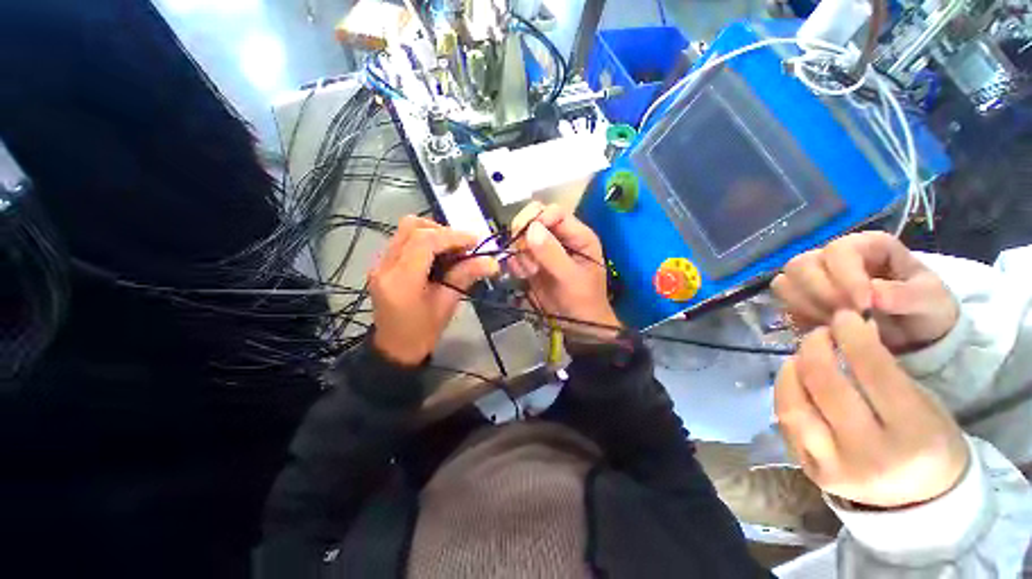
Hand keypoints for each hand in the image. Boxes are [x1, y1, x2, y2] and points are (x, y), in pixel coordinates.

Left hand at [369, 216, 498, 365]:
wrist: (395, 348)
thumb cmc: (423, 332)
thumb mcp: (447, 304)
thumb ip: (466, 276)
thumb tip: (492, 262)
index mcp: (401, 280)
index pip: (425, 241)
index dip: (453, 236)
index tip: (475, 241)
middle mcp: (385, 266)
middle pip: (412, 227)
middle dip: (442, 231)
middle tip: (462, 246)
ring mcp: (380, 263)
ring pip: (406, 229)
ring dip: (433, 233)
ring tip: (452, 250)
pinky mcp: (382, 263)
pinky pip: (403, 239)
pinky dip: (424, 240)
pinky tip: (438, 256)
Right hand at [507, 202, 620, 340]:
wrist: (576, 327)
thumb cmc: (583, 302)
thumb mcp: (571, 278)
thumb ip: (552, 254)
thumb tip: (531, 229)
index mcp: (577, 235)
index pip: (554, 212)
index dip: (538, 219)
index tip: (526, 236)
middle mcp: (560, 238)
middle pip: (533, 219)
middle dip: (524, 235)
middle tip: (525, 255)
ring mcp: (544, 250)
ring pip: (521, 237)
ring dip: (520, 254)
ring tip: (530, 273)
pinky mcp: (532, 264)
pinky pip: (516, 255)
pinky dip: (516, 264)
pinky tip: (524, 277)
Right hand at [772, 231, 958, 352]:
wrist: (915, 335)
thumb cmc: (926, 309)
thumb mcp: (931, 300)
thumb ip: (906, 295)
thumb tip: (873, 295)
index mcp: (865, 246)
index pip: (837, 251)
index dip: (845, 276)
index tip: (864, 306)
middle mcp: (830, 258)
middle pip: (799, 265)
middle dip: (820, 293)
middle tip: (847, 317)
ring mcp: (811, 279)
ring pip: (784, 284)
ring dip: (807, 307)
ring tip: (838, 323)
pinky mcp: (800, 300)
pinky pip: (783, 306)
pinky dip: (801, 318)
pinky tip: (827, 328)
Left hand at [775, 310, 969, 507]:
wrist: (919, 501)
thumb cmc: (929, 444)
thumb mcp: (924, 405)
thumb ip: (886, 371)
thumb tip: (849, 330)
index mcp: (915, 436)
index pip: (874, 372)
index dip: (853, 336)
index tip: (843, 317)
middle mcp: (871, 456)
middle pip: (827, 387)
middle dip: (816, 348)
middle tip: (818, 333)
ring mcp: (835, 468)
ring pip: (795, 407)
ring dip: (791, 371)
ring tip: (801, 354)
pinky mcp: (811, 471)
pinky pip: (786, 424)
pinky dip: (785, 394)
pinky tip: (792, 378)